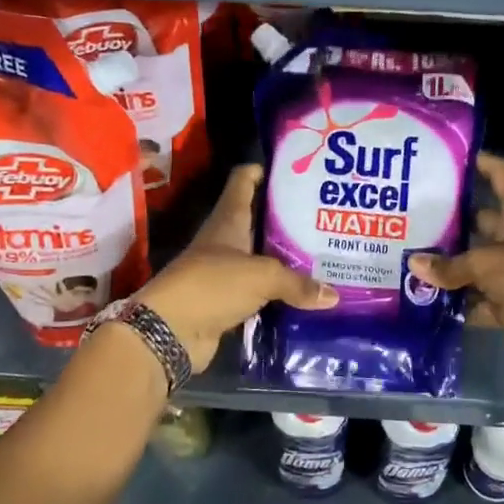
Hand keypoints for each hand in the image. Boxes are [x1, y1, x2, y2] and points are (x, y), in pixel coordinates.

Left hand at [135, 164, 336, 372]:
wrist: (169, 333)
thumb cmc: (212, 285)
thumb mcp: (261, 276)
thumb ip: (298, 282)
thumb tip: (333, 295)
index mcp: (228, 220)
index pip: (244, 181)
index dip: (265, 171)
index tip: (294, 170)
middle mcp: (226, 242)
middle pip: (259, 221)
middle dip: (288, 219)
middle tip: (325, 217)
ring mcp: (226, 273)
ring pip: (263, 260)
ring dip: (288, 260)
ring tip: (326, 255)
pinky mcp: (228, 303)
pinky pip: (261, 293)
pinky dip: (281, 294)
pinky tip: (308, 295)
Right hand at [409, 153, 503, 368]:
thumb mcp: (483, 262)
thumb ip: (449, 265)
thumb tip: (413, 263)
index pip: (502, 176)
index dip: (482, 164)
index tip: (453, 158)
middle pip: (485, 222)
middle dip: (456, 221)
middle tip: (419, 216)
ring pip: (480, 264)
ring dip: (456, 266)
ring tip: (416, 258)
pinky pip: (482, 301)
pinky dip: (463, 304)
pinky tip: (432, 301)